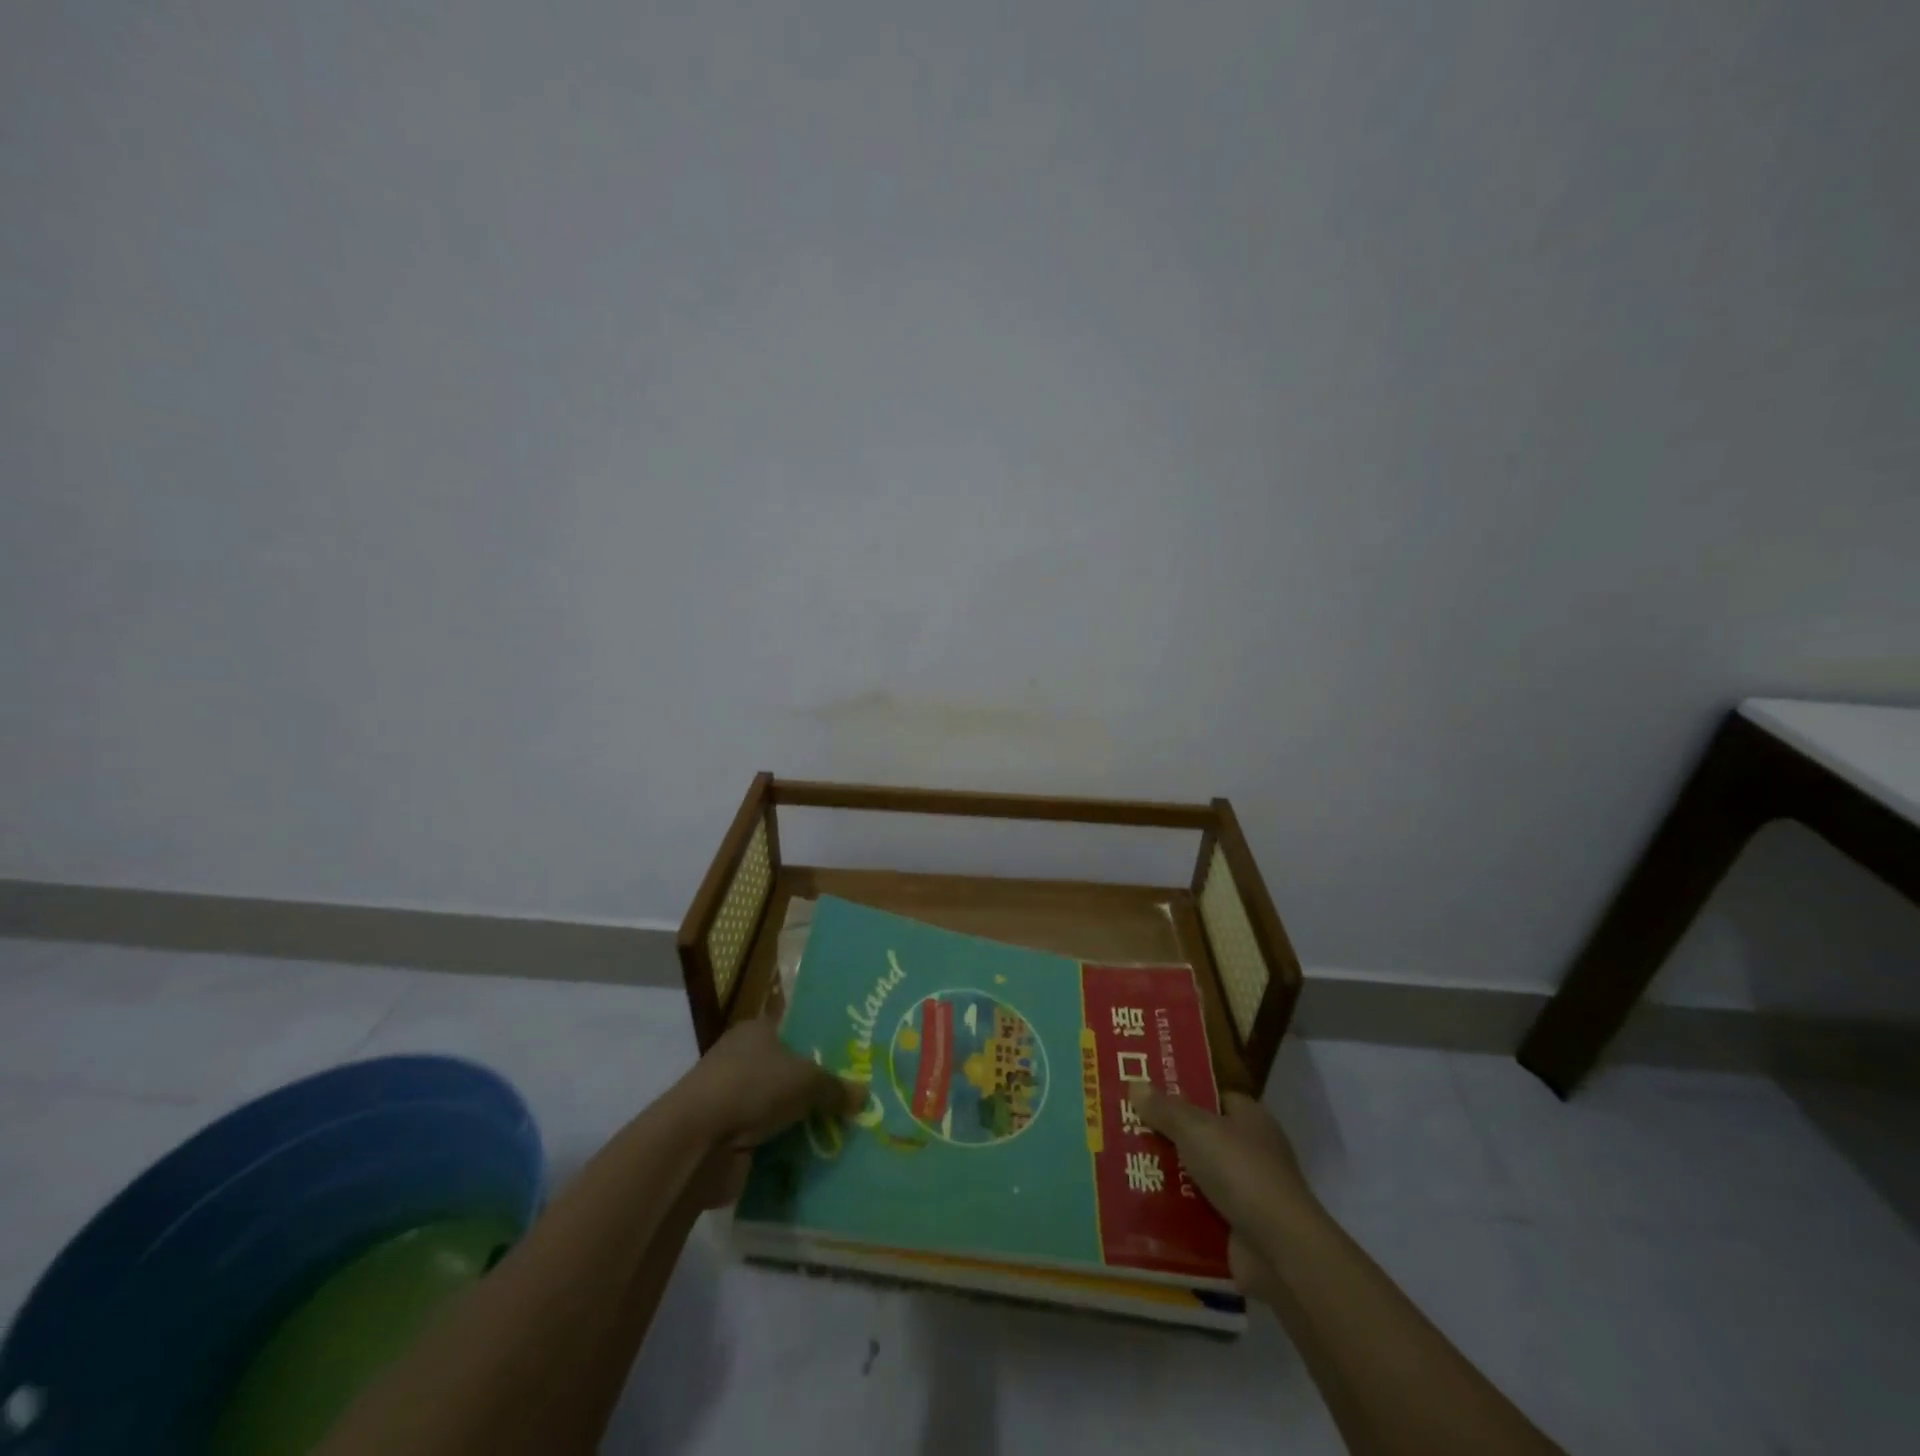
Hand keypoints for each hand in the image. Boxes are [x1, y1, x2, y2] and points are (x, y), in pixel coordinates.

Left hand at [676, 1011, 864, 1150]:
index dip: (822, 1043)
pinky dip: (786, 1150)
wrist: (696, 1143)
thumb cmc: (752, 1088)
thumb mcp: (807, 1080)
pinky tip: (817, 1158)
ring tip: (844, 1132)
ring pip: (779, 1108)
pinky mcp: (727, 1138)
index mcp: (757, 1031)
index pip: (795, 1030)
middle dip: (817, 1088)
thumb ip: (836, 1087)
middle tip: (855, 1100)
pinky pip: (768, 1141)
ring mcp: (733, 1100)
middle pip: (789, 1071)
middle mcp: (743, 1059)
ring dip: (802, 1123)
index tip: (852, 1059)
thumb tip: (864, 1094)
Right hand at [1128, 1083, 1314, 1297]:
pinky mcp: (1237, 1228)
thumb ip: (1165, 1108)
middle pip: (1199, 1136)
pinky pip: (1196, 1211)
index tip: (1145, 1093)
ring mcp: (1245, 1192)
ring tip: (1121, 1165)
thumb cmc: (1241, 1172)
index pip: (1212, 1097)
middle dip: (1165, 1135)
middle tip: (1123, 1128)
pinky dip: (1174, 1211)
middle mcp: (1250, 1150)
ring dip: (1165, 1175)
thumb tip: (1135, 1083)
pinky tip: (1141, 1204)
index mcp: (1249, 1118)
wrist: (1280, 1250)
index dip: (1181, 1093)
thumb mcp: (1196, 1130)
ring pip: (1195, 1175)